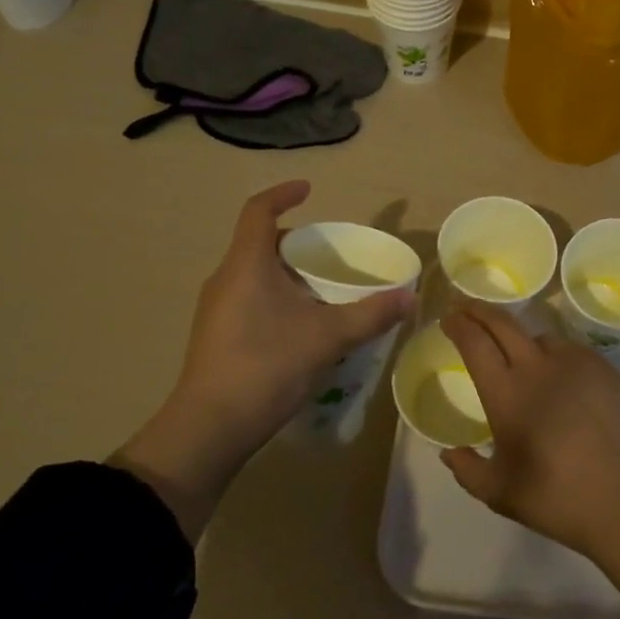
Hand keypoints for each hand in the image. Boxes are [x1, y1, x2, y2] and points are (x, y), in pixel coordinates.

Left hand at [116, 180, 414, 534]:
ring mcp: (216, 309)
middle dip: (296, 242)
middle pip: (260, 243)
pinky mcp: (216, 336)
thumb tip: (410, 296)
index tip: (309, 189)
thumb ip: (370, 314)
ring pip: (255, 274)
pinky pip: (250, 299)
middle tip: (331, 254)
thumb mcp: (327, 337)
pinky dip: (277, 298)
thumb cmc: (266, 366)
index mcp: (246, 264)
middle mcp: (226, 279)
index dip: (283, 194)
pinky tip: (302, 326)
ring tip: (323, 290)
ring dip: (288, 273)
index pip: (258, 210)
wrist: (209, 429)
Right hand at [438, 306, 619, 556]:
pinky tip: (558, 376)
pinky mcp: (602, 367)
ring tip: (518, 353)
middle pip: (502, 323)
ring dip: (520, 338)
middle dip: (479, 310)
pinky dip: (554, 355)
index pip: (474, 342)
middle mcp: (536, 366)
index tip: (448, 318)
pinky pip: (570, 349)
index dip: (458, 325)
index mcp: (505, 392)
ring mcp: (573, 362)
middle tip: (467, 308)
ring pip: (539, 336)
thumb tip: (449, 453)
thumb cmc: (555, 496)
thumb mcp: (500, 493)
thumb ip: (468, 470)